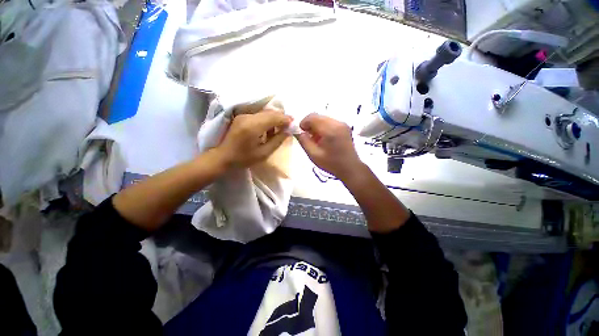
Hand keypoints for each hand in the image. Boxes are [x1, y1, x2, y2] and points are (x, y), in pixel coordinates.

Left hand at [216, 110, 291, 168]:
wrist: (223, 156)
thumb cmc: (243, 158)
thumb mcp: (263, 153)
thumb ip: (277, 141)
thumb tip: (288, 131)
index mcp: (253, 126)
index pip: (273, 117)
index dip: (285, 119)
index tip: (293, 123)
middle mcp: (248, 117)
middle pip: (269, 112)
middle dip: (281, 117)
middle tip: (288, 126)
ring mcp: (243, 115)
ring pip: (264, 112)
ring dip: (273, 119)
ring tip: (277, 131)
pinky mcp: (241, 117)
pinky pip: (258, 115)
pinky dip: (266, 120)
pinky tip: (267, 130)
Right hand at [295, 113, 363, 180]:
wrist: (350, 168)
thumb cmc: (331, 164)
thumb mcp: (313, 155)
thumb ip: (304, 141)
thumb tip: (298, 132)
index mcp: (330, 130)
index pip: (312, 117)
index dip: (303, 123)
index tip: (301, 132)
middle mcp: (337, 123)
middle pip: (318, 116)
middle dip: (310, 124)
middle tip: (307, 136)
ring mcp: (343, 124)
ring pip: (324, 118)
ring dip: (316, 126)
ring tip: (315, 139)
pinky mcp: (345, 127)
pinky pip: (330, 122)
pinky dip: (323, 127)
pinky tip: (323, 138)